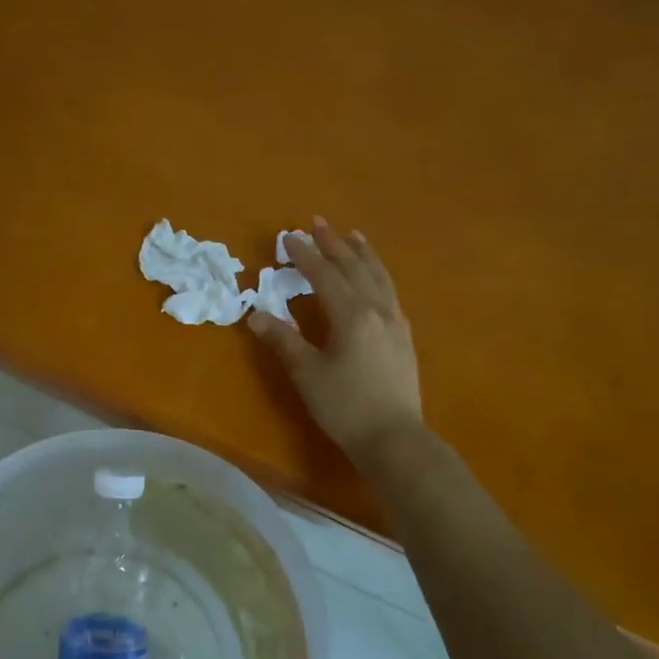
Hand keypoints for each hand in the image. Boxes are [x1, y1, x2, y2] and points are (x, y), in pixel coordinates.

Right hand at [248, 218, 423, 459]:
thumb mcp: (307, 373)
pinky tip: (375, 278)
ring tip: (353, 235)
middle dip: (334, 243)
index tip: (289, 236)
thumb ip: (283, 340)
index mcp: (351, 314)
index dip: (306, 255)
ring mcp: (394, 321)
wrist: (394, 436)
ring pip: (378, 276)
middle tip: (318, 222)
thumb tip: (256, 315)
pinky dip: (378, 274)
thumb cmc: (345, 405)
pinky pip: (389, 292)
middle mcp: (376, 309)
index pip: (325, 275)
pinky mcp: (403, 336)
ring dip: (362, 253)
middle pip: (354, 267)